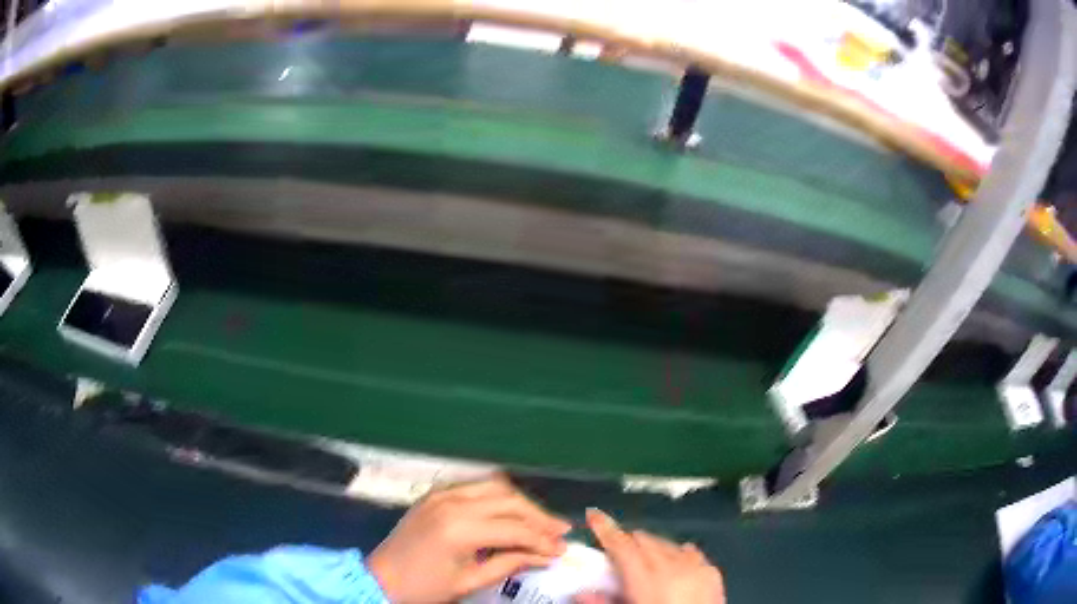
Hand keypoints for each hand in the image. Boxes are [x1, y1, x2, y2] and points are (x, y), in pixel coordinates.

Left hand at [367, 477, 570, 603]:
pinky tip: (511, 511)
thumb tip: (546, 555)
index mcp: (459, 528)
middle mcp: (452, 502)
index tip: (562, 549)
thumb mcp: (469, 582)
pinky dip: (499, 497)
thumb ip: (509, 563)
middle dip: (538, 516)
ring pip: (494, 487)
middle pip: (508, 500)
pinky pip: (475, 487)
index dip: (542, 539)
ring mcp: (441, 493)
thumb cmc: (424, 588)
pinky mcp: (435, 494)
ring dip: (521, 503)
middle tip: (561, 530)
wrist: (380, 579)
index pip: (514, 528)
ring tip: (542, 521)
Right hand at [578, 508, 725, 603]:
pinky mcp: (711, 572)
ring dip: (652, 548)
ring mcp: (695, 566)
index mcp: (645, 577)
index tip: (593, 515)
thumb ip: (603, 601)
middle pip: (644, 539)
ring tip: (644, 562)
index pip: (620, 544)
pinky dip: (678, 555)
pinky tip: (673, 564)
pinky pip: (690, 552)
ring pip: (667, 543)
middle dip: (628, 542)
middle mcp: (671, 565)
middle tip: (616, 554)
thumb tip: (581, 592)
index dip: (605, 528)